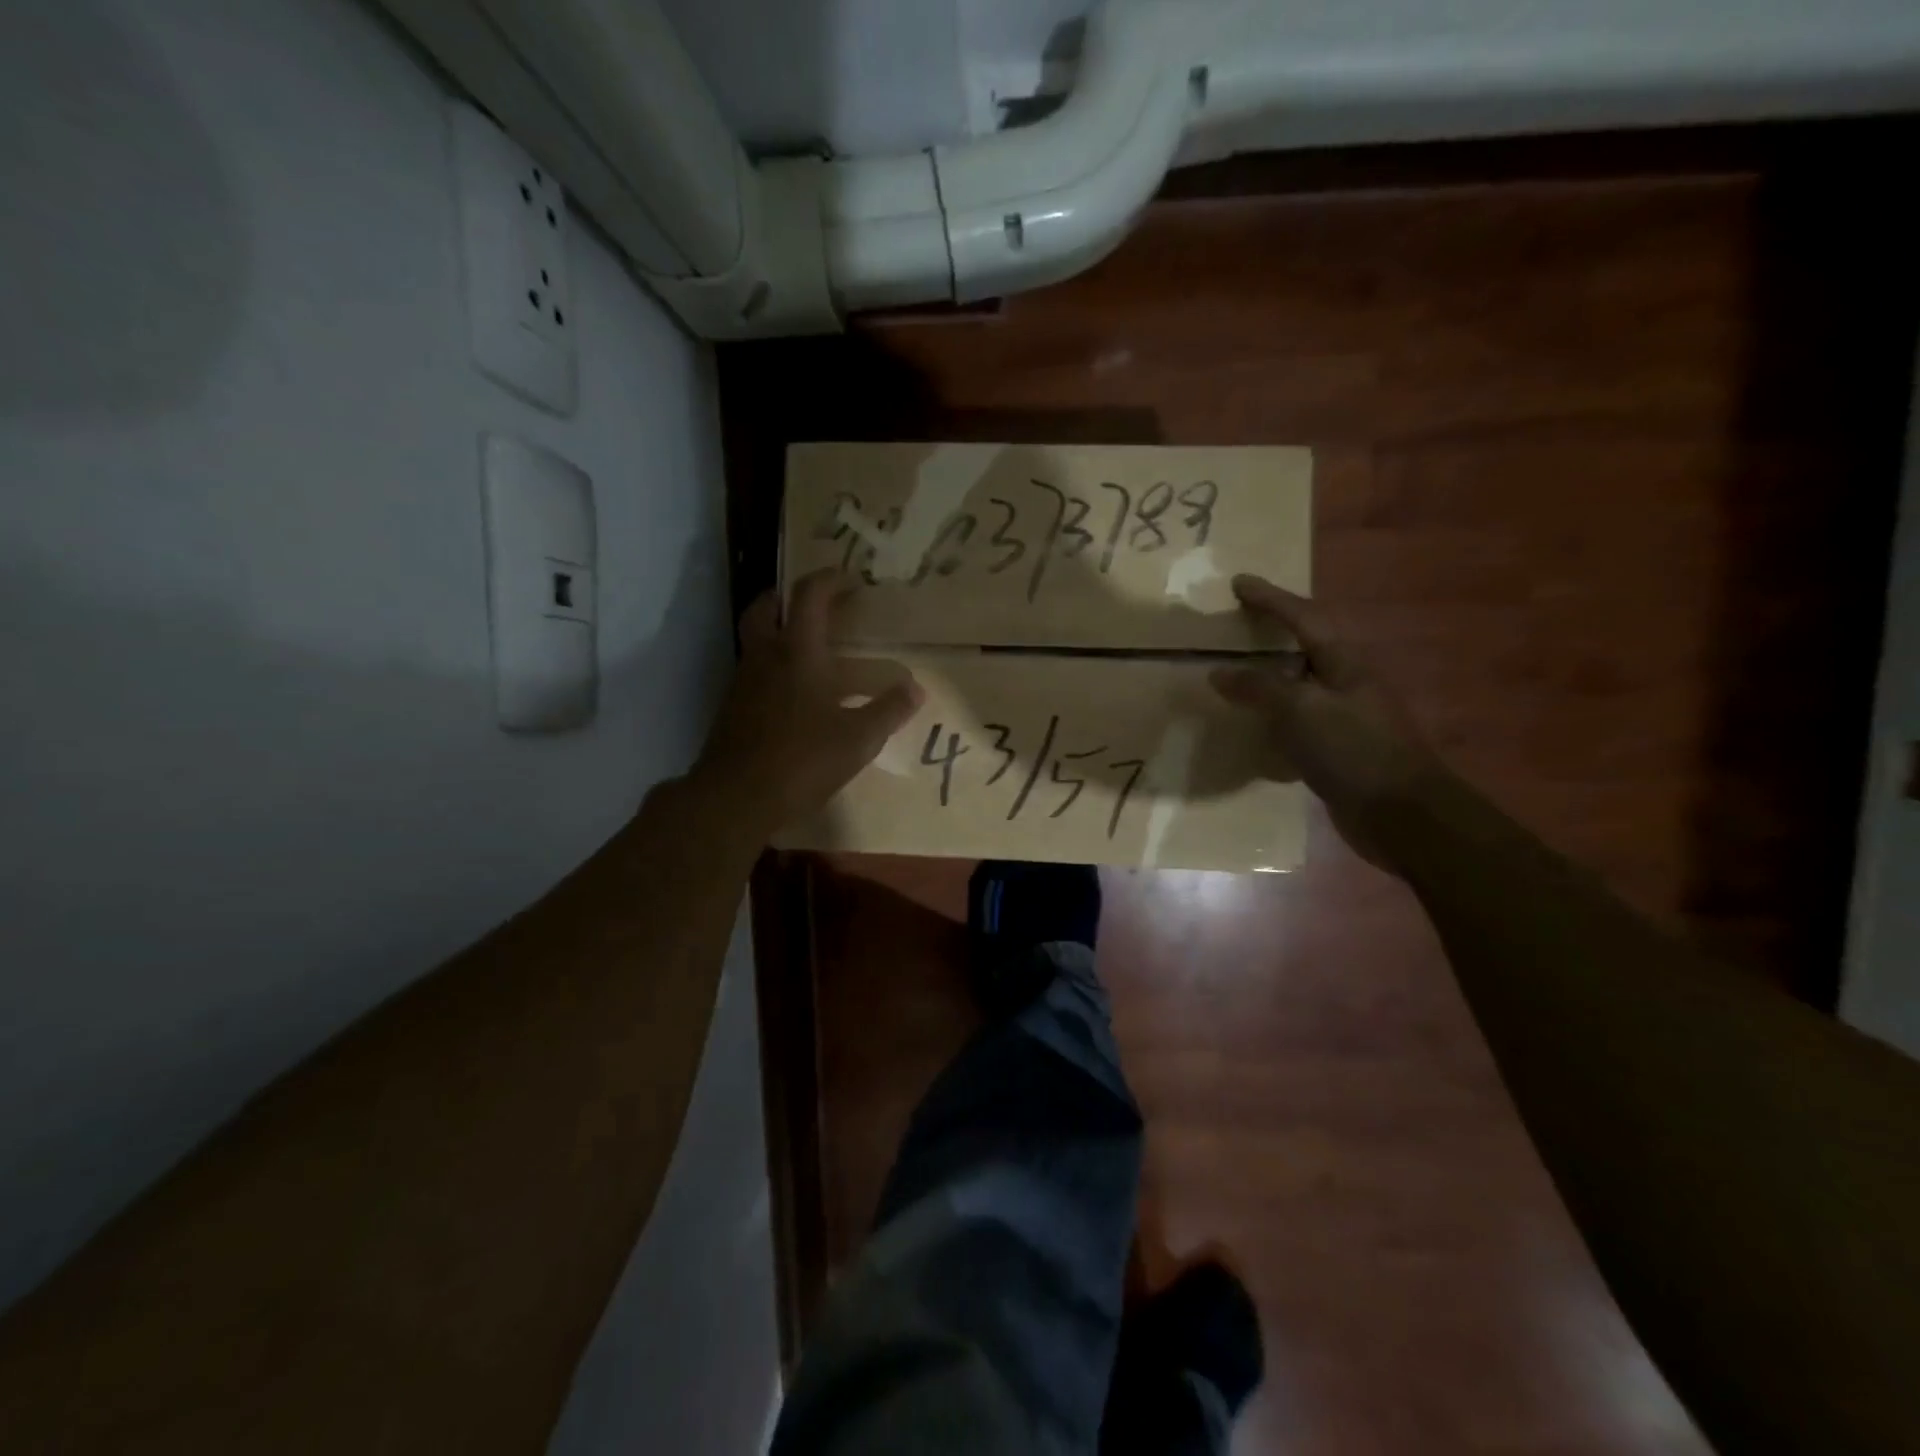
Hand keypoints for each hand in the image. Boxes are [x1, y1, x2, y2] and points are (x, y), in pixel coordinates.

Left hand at [692, 570, 922, 840]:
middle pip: (766, 608)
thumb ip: (889, 710)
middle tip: (816, 606)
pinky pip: (755, 673)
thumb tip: (916, 689)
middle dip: (789, 598)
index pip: (810, 596)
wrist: (735, 798)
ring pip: (757, 641)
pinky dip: (774, 669)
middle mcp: (765, 658)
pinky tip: (797, 697)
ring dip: (780, 634)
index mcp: (797, 653)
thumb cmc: (802, 759)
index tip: (851, 578)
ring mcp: (743, 683)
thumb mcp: (858, 738)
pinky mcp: (733, 709)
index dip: (830, 580)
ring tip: (813, 653)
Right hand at [1209, 575, 1440, 868]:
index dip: (1270, 599)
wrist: (1402, 814)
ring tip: (1234, 675)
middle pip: (1303, 648)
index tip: (1238, 582)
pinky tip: (1252, 728)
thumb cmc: (1354, 750)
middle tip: (1235, 627)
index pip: (1302, 618)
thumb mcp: (1301, 710)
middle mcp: (1346, 683)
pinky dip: (1272, 719)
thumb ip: (1258, 688)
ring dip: (1268, 679)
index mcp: (1344, 663)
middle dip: (1271, 635)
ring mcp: (1345, 717)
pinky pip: (1297, 723)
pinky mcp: (1338, 750)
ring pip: (1298, 687)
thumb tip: (1218, 672)